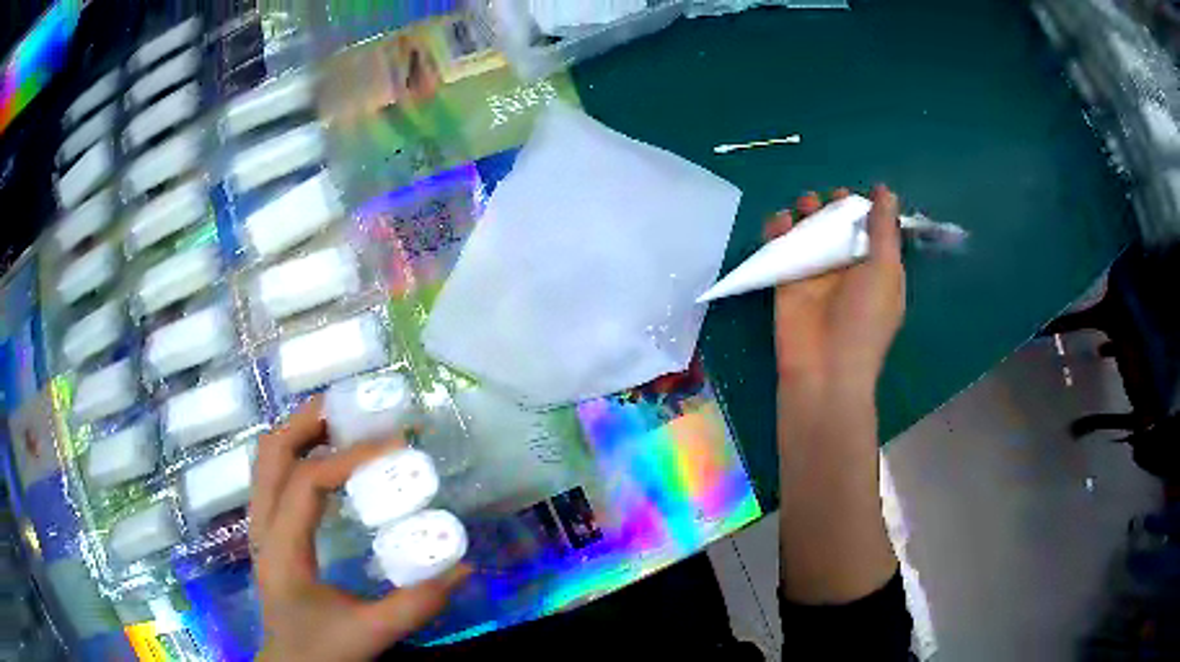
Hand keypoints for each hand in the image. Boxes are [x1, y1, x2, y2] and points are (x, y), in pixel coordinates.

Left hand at [250, 397, 470, 661]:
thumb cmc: (321, 650)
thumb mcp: (370, 633)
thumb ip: (417, 604)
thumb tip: (464, 567)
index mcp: (282, 548)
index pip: (307, 481)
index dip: (349, 457)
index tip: (394, 446)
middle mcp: (262, 526)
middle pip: (272, 452)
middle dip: (309, 422)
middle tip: (353, 409)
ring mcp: (260, 526)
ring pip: (266, 459)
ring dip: (299, 432)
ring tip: (339, 424)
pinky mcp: (267, 531)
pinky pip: (273, 476)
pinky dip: (296, 454)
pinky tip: (324, 461)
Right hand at [764, 185, 904, 396]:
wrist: (825, 368)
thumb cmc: (864, 319)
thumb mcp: (884, 270)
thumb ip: (884, 229)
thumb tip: (885, 190)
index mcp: (877, 270)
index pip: (872, 232)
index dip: (866, 211)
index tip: (857, 194)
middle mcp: (847, 270)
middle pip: (839, 228)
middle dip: (834, 208)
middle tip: (829, 199)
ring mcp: (816, 275)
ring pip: (810, 234)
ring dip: (807, 214)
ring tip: (805, 204)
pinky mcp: (788, 282)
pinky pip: (782, 249)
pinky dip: (778, 231)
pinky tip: (780, 221)